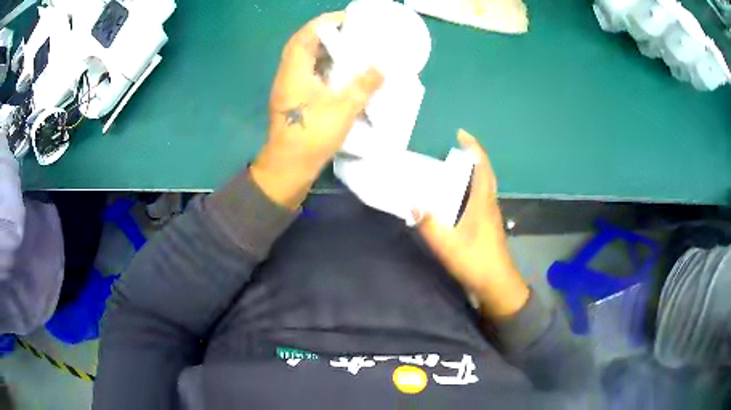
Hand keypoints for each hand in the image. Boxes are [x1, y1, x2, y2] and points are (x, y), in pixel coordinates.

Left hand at [251, 11, 383, 209]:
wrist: (288, 167)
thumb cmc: (312, 136)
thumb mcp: (342, 109)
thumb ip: (363, 86)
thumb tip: (382, 68)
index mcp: (295, 72)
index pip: (305, 36)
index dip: (324, 22)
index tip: (346, 18)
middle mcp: (288, 75)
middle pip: (304, 45)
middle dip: (327, 34)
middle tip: (352, 32)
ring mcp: (289, 88)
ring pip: (306, 60)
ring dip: (326, 50)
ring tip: (350, 47)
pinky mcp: (294, 100)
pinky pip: (309, 73)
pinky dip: (324, 66)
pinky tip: (342, 71)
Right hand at [414, 130, 528, 317]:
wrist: (497, 285)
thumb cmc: (475, 261)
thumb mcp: (447, 244)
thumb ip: (428, 222)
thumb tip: (413, 201)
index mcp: (482, 202)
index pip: (482, 166)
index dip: (473, 147)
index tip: (461, 133)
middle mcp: (489, 204)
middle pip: (484, 174)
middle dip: (471, 158)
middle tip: (452, 150)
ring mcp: (490, 216)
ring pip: (482, 187)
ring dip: (470, 174)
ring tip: (449, 170)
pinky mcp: (487, 227)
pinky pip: (478, 200)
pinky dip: (468, 191)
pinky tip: (454, 200)